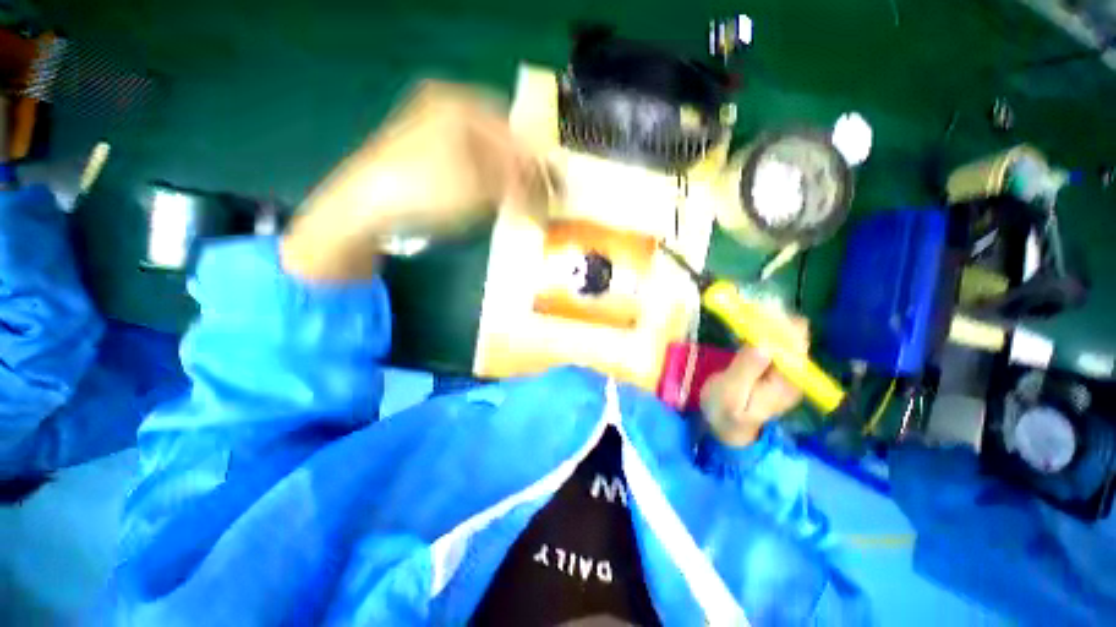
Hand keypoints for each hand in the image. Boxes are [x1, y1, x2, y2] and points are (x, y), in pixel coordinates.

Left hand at [281, 80, 545, 281]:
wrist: (366, 208)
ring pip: (486, 154)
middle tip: (536, 197)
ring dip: (505, 179)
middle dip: (521, 172)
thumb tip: (545, 190)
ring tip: (519, 201)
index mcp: (459, 105)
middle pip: (501, 141)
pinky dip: (486, 182)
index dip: (535, 163)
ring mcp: (434, 131)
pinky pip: (470, 164)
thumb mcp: (479, 187)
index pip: (513, 133)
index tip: (551, 188)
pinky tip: (493, 199)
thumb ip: (517, 184)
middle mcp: (447, 110)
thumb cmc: (425, 189)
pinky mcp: (427, 155)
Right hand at [700, 317, 808, 445]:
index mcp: (787, 382)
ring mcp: (784, 370)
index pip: (795, 345)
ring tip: (745, 312)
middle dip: (772, 319)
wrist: (726, 428)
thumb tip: (764, 343)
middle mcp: (793, 373)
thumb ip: (746, 369)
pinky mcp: (773, 367)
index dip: (780, 325)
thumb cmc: (725, 413)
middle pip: (793, 337)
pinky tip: (747, 324)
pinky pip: (774, 342)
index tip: (756, 312)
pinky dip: (762, 330)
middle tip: (746, 308)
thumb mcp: (731, 394)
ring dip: (767, 322)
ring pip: (784, 337)